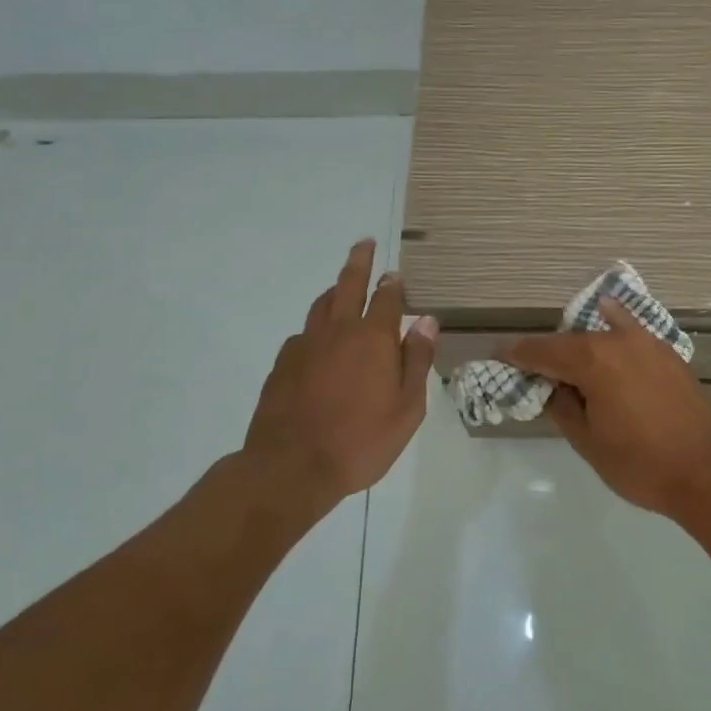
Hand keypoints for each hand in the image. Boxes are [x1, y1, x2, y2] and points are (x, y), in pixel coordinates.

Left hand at [241, 239, 437, 512]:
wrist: (291, 467)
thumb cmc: (360, 441)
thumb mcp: (407, 408)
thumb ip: (418, 360)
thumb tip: (427, 321)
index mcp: (373, 338)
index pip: (388, 298)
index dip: (394, 284)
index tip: (396, 274)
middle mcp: (339, 331)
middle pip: (348, 284)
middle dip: (359, 261)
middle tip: (364, 244)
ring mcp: (306, 345)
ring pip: (322, 305)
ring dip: (335, 290)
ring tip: (342, 286)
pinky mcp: (282, 364)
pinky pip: (303, 334)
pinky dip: (316, 328)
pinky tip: (318, 342)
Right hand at [504, 299, 710, 517]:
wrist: (709, 473)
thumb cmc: (641, 463)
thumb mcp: (588, 442)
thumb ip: (563, 407)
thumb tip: (553, 387)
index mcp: (593, 360)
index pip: (543, 351)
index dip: (518, 354)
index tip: (498, 354)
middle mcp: (618, 340)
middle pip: (572, 340)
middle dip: (548, 352)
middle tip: (529, 367)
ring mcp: (648, 343)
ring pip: (602, 333)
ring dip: (580, 343)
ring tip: (566, 357)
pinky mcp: (668, 354)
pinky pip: (630, 332)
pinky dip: (613, 327)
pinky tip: (608, 317)